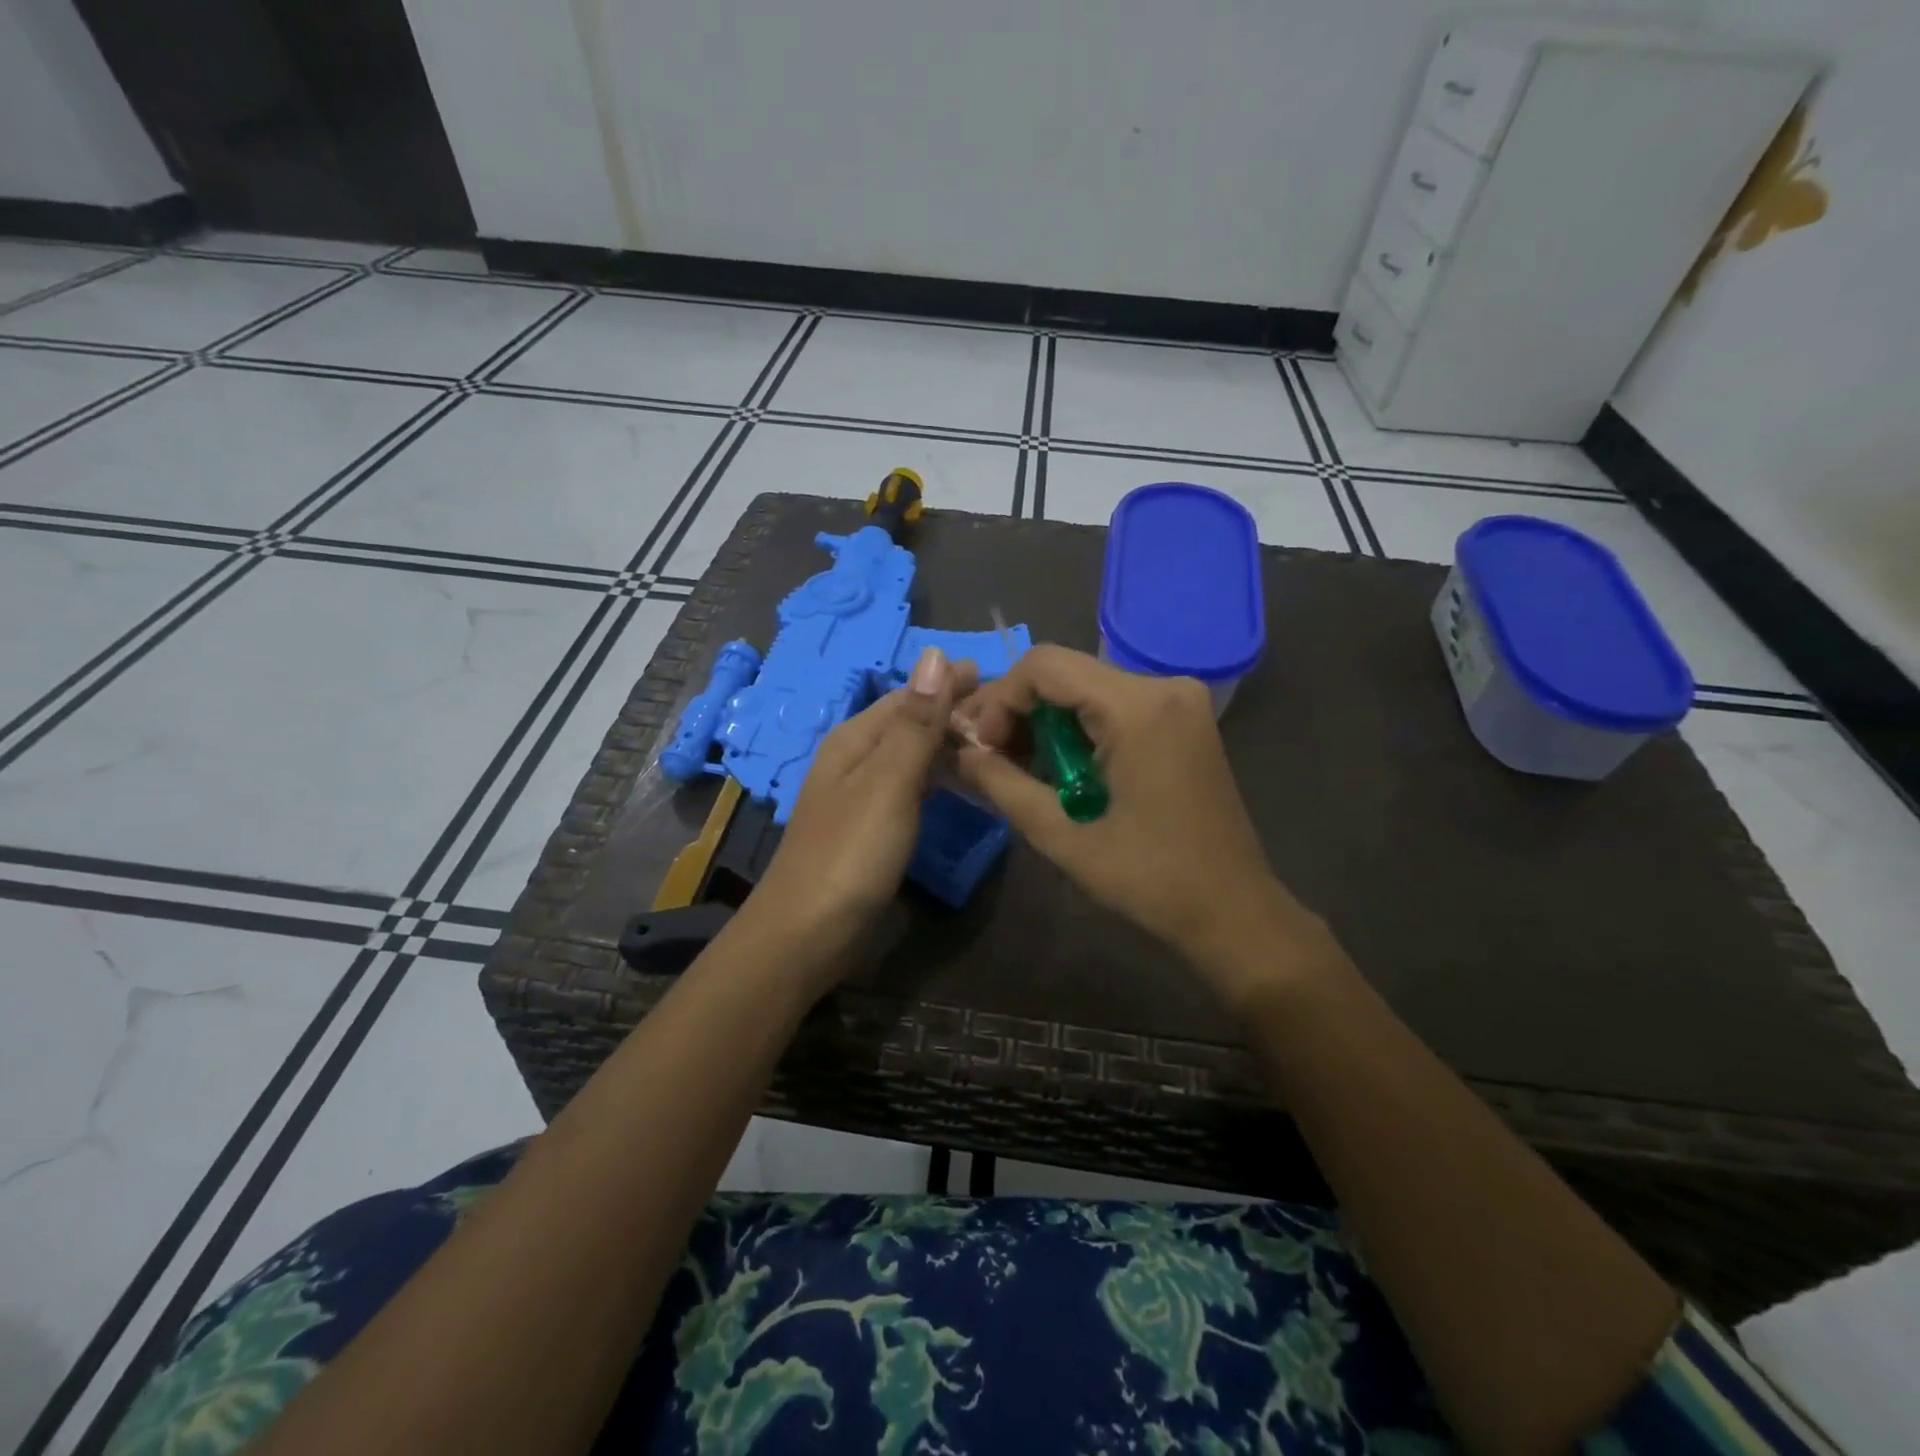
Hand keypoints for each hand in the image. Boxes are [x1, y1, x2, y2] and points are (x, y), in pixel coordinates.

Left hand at [747, 647, 977, 959]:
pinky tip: (963, 783)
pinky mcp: (873, 827)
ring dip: (950, 744)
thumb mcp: (888, 781)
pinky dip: (940, 776)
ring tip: (999, 744)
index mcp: (856, 738)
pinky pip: (912, 786)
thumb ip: (916, 722)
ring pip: (913, 754)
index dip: (951, 683)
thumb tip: (935, 654)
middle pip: (911, 722)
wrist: (808, 933)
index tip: (1001, 679)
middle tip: (1013, 717)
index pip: (910, 694)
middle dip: (955, 712)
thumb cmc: (851, 852)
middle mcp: (857, 758)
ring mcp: (863, 795)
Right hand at [954, 646, 1328, 993]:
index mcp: (1137, 707)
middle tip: (989, 758)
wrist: (1233, 911)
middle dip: (1018, 710)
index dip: (1001, 700)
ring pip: (1086, 687)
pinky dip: (1078, 728)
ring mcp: (1179, 700)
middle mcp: (1162, 686)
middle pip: (1065, 672)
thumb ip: (1005, 786)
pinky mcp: (1183, 718)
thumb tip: (961, 754)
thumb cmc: (1150, 880)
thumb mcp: (1064, 837)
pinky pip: (1113, 704)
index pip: (1044, 666)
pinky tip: (1061, 767)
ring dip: (1046, 721)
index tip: (983, 748)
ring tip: (1018, 768)